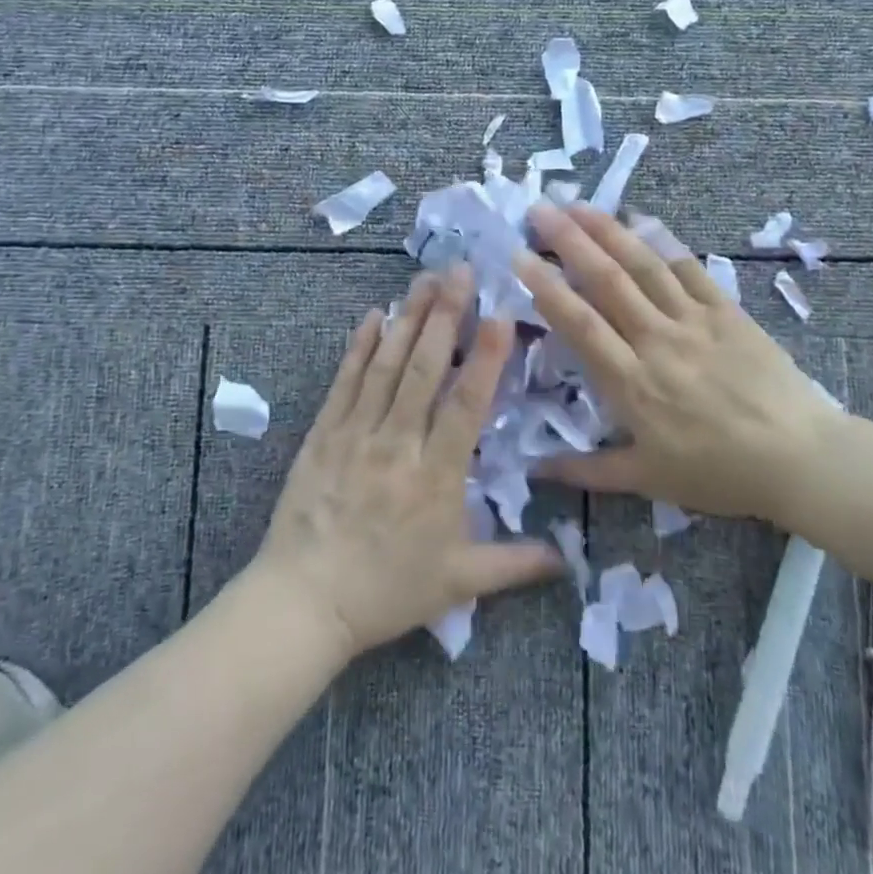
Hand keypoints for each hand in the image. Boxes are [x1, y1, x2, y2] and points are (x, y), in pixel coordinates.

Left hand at [255, 266, 562, 658]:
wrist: (304, 603)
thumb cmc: (386, 592)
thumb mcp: (458, 583)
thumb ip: (515, 565)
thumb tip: (568, 558)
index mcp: (436, 477)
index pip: (465, 405)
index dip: (484, 358)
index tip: (500, 314)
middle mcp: (397, 444)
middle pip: (423, 370)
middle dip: (445, 316)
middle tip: (460, 271)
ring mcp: (356, 434)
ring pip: (385, 366)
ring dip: (407, 319)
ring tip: (425, 278)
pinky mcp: (323, 434)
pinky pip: (344, 382)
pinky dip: (358, 346)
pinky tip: (372, 315)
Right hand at [511, 202, 844, 525]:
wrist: (800, 458)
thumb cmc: (719, 472)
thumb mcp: (648, 480)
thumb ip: (588, 471)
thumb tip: (535, 470)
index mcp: (632, 383)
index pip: (580, 324)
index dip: (547, 288)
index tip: (520, 257)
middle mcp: (657, 340)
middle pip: (607, 281)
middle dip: (569, 241)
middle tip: (540, 210)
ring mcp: (694, 321)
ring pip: (644, 266)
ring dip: (609, 231)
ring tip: (578, 205)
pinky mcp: (727, 311)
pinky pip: (690, 269)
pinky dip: (663, 242)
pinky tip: (641, 220)